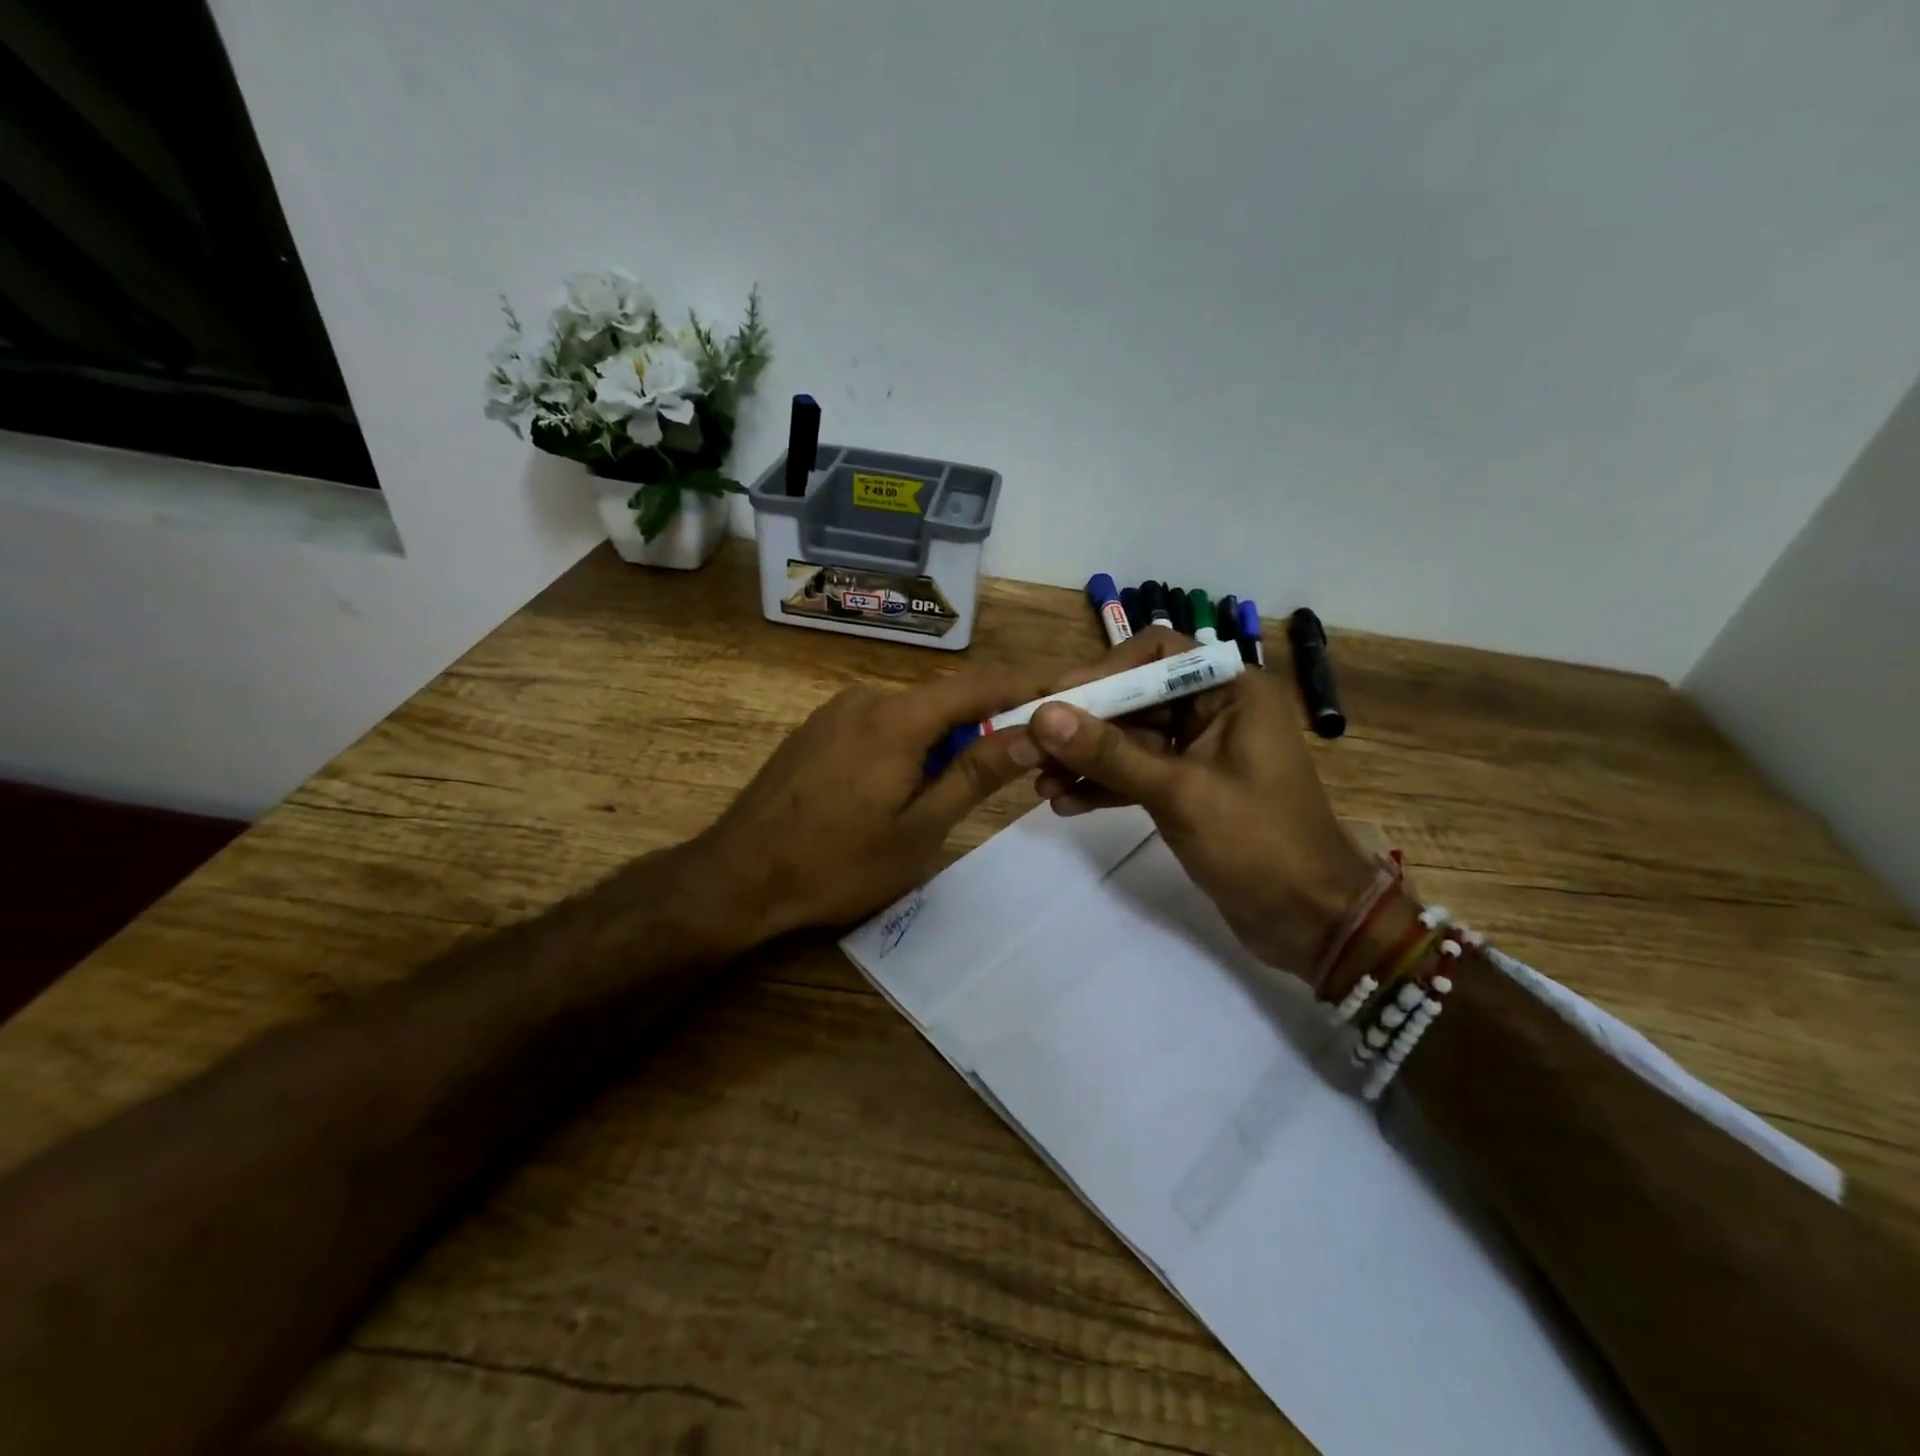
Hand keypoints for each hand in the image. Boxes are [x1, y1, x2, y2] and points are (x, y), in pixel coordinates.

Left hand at [691, 666, 1054, 945]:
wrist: (737, 877)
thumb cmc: (836, 863)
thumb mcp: (919, 830)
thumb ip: (975, 774)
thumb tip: (1032, 732)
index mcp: (898, 718)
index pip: (982, 683)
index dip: (1031, 681)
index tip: (1073, 682)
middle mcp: (868, 698)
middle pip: (947, 698)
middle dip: (990, 720)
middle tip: (1026, 753)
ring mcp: (837, 711)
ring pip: (914, 713)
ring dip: (948, 738)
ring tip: (961, 784)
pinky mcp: (818, 730)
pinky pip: (882, 724)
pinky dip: (912, 743)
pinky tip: (907, 784)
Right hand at [1027, 637, 1375, 978]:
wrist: (1310, 921)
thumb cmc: (1258, 844)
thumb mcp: (1179, 793)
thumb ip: (1109, 753)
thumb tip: (1044, 716)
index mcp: (1230, 692)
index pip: (1155, 654)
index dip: (1102, 672)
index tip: (1054, 702)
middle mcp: (1214, 711)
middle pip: (1134, 699)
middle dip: (1082, 725)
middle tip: (1029, 748)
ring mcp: (1199, 752)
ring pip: (1129, 740)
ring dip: (1085, 759)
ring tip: (1038, 782)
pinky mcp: (1187, 789)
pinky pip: (1136, 774)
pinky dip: (1103, 786)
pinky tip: (1064, 803)